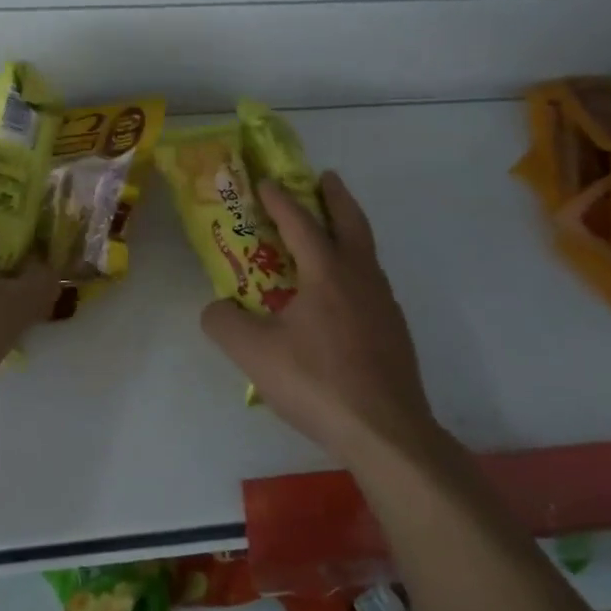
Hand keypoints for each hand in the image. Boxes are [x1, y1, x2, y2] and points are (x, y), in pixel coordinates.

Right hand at [200, 172, 436, 462]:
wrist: (386, 433)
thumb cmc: (317, 382)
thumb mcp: (253, 353)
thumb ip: (223, 323)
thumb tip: (216, 308)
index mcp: (327, 273)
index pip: (301, 223)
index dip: (280, 200)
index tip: (265, 182)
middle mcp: (360, 278)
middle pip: (352, 223)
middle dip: (336, 196)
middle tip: (324, 178)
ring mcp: (384, 305)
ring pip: (366, 253)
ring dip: (349, 232)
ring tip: (330, 234)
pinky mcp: (394, 333)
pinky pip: (371, 284)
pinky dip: (355, 269)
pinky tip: (341, 295)